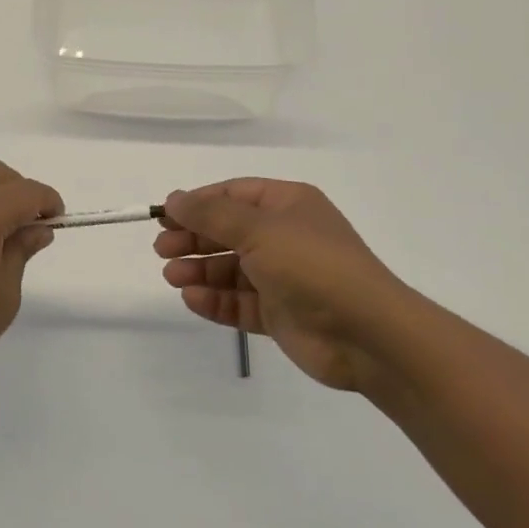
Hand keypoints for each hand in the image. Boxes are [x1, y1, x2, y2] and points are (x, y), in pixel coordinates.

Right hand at [156, 179, 421, 391]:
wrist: (366, 333)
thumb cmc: (312, 264)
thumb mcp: (258, 229)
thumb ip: (211, 214)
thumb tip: (174, 199)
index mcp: (288, 205)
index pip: (234, 195)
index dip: (198, 203)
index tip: (164, 216)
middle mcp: (285, 237)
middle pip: (228, 232)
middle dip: (194, 239)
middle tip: (162, 250)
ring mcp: (284, 277)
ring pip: (231, 269)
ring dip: (199, 270)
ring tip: (172, 276)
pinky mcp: (280, 313)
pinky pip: (240, 302)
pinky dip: (215, 299)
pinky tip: (192, 298)